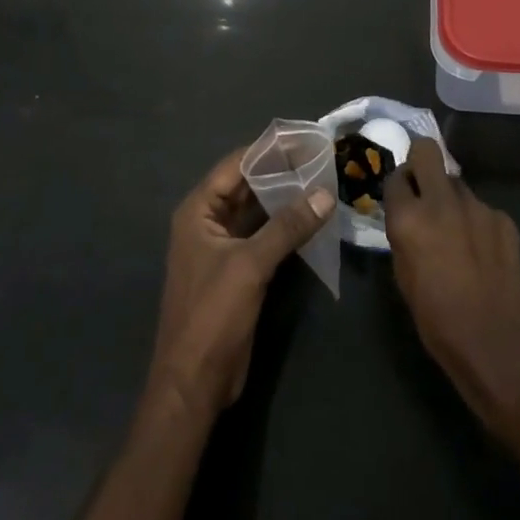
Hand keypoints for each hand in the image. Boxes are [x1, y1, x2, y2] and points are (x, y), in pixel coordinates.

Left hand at [148, 145, 334, 420]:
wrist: (194, 383)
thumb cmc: (212, 315)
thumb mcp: (250, 266)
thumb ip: (287, 226)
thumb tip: (324, 193)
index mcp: (198, 211)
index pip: (236, 165)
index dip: (269, 149)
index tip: (305, 136)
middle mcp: (207, 222)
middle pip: (247, 185)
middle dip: (282, 172)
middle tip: (322, 157)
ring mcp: (223, 247)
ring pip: (257, 211)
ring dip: (286, 198)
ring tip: (324, 180)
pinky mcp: (238, 270)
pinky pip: (263, 235)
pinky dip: (285, 225)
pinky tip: (313, 218)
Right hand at [384, 139, 519, 440]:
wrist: (495, 343)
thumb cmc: (437, 319)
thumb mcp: (403, 276)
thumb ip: (403, 235)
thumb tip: (407, 216)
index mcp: (409, 218)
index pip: (395, 177)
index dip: (397, 187)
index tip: (401, 200)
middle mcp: (441, 201)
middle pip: (427, 150)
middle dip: (421, 162)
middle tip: (424, 188)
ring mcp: (477, 207)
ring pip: (457, 184)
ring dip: (452, 199)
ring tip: (458, 233)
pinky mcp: (504, 219)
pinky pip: (483, 209)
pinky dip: (478, 223)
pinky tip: (483, 252)